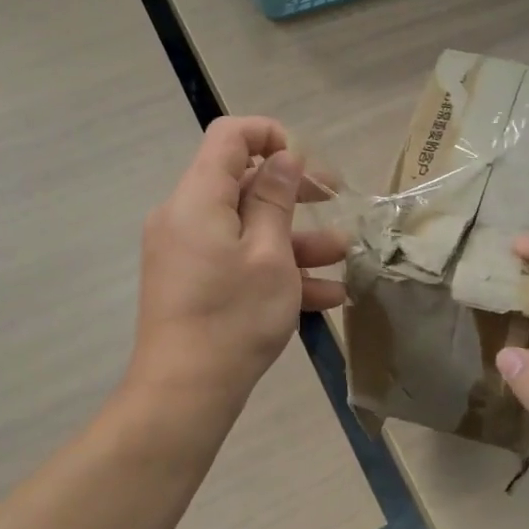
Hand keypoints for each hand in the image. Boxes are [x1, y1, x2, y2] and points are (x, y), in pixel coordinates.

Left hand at [124, 117, 347, 435]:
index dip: (269, 135)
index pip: (228, 136)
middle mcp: (185, 216)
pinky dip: (274, 267)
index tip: (304, 161)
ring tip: (344, 254)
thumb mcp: (269, 255)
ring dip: (295, 237)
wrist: (184, 393)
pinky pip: (236, 258)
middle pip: (242, 182)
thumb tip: (283, 156)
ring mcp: (187, 251)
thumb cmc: (233, 317)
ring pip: (247, 227)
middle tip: (336, 200)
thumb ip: (276, 198)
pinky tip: (326, 294)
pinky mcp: (192, 281)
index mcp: (198, 198)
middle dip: (293, 191)